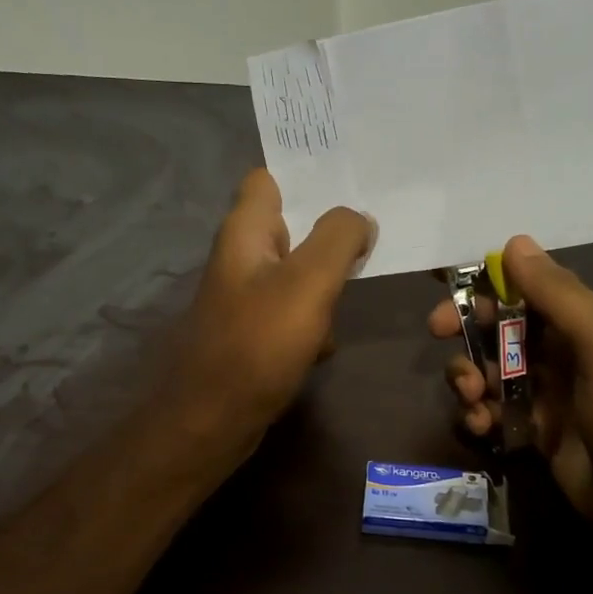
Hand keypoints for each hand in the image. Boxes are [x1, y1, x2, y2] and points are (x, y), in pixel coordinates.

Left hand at [174, 169, 373, 456]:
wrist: (214, 419)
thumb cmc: (259, 344)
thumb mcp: (308, 282)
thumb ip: (338, 239)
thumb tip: (360, 218)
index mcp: (246, 232)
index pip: (270, 178)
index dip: (308, 173)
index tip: (353, 176)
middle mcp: (242, 257)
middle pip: (293, 225)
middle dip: (332, 228)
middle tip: (377, 228)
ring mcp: (247, 297)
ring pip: (299, 271)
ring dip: (328, 279)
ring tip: (364, 280)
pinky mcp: (255, 332)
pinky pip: (295, 311)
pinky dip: (314, 320)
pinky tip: (327, 341)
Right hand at [428, 236, 592, 547]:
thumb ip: (557, 294)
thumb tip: (514, 242)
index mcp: (581, 323)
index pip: (524, 290)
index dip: (483, 291)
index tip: (447, 300)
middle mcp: (561, 353)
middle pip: (498, 330)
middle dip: (467, 334)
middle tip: (442, 339)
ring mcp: (546, 395)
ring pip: (490, 371)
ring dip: (469, 378)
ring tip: (474, 400)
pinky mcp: (535, 434)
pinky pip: (494, 412)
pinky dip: (478, 415)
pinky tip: (481, 427)